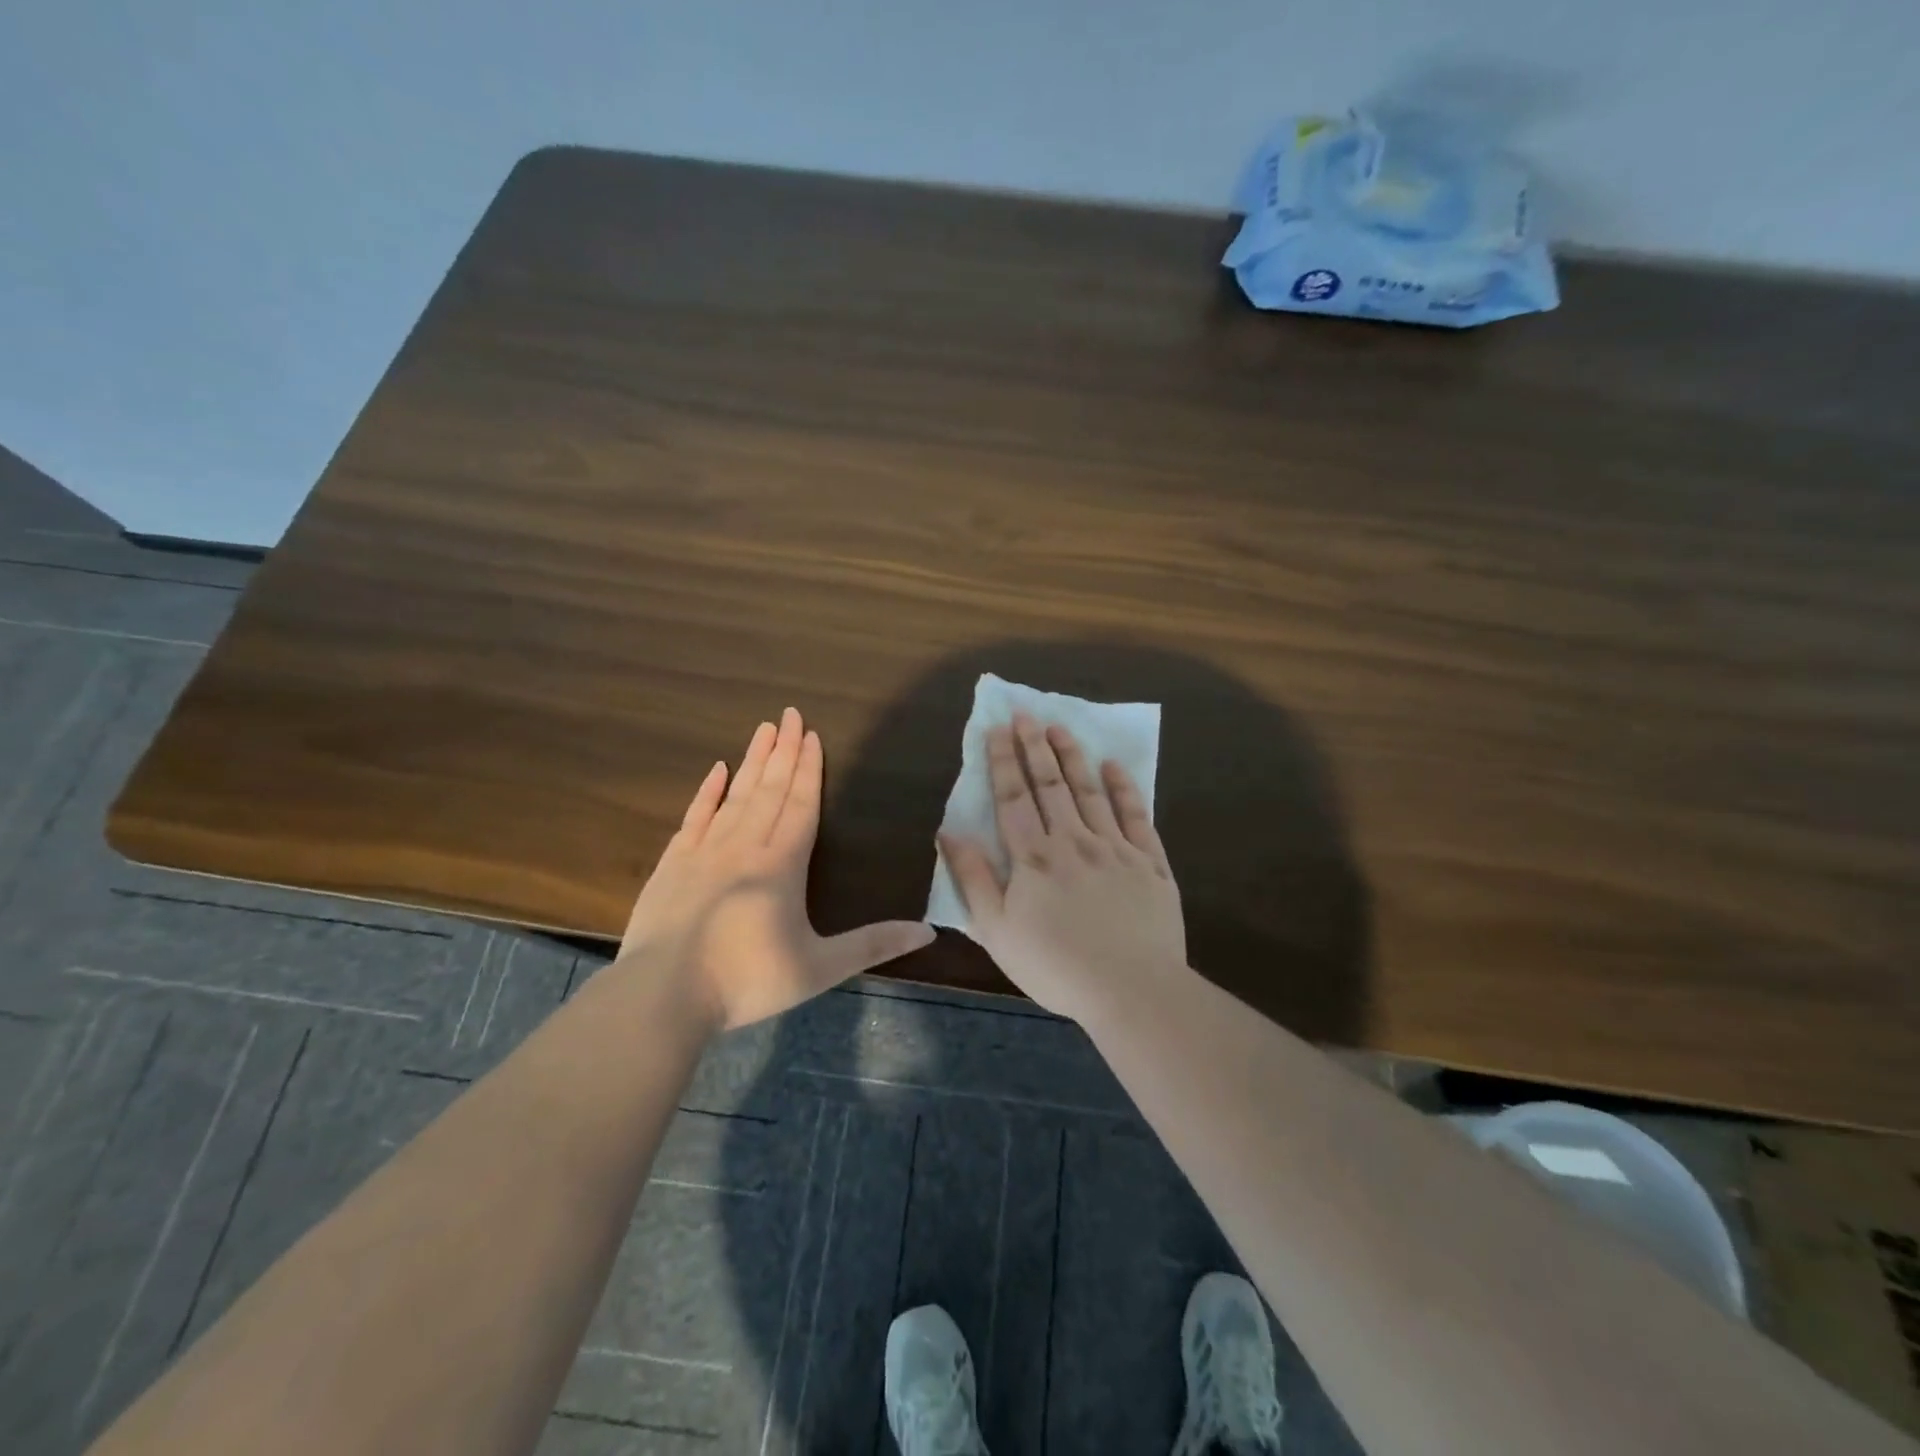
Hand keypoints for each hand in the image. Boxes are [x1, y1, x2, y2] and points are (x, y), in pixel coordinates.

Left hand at [619, 707, 934, 1030]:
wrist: (661, 996)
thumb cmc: (746, 982)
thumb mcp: (819, 969)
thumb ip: (873, 945)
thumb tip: (928, 930)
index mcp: (781, 865)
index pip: (800, 805)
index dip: (808, 769)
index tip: (811, 735)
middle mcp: (744, 847)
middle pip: (769, 790)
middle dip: (783, 751)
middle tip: (790, 714)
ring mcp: (704, 852)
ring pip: (735, 796)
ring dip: (752, 761)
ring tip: (763, 729)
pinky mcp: (672, 865)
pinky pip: (694, 817)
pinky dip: (707, 792)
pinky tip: (716, 770)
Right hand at [941, 713, 1187, 1022]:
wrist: (1132, 989)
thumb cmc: (1055, 966)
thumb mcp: (997, 930)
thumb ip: (973, 879)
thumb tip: (948, 833)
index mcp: (1034, 858)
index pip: (1014, 798)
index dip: (1003, 761)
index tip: (997, 728)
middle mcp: (1073, 841)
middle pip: (1051, 785)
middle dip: (1036, 747)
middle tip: (1027, 714)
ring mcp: (1116, 849)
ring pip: (1091, 792)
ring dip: (1074, 757)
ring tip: (1061, 728)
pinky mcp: (1151, 863)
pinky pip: (1137, 816)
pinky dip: (1125, 789)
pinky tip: (1114, 767)